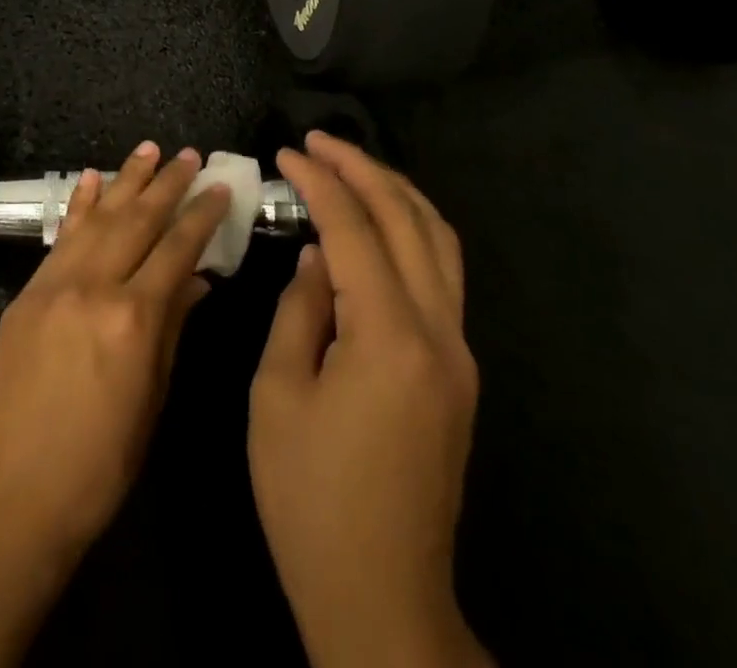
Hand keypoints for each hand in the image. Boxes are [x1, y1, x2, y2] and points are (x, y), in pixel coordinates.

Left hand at [0, 141, 231, 562]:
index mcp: (134, 318)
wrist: (13, 495)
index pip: (176, 250)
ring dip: (125, 180)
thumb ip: (173, 329)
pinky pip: (60, 237)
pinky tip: (90, 178)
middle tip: (187, 155)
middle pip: (138, 221)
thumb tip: (198, 280)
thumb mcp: (151, 399)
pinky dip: (78, 205)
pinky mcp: (26, 293)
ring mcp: (54, 285)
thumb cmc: (99, 464)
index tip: (218, 187)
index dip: (200, 216)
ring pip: (98, 218)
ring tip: (148, 149)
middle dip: (167, 184)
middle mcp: (94, 287)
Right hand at [249, 133, 489, 667]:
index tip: (286, 152)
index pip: (354, 229)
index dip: (319, 182)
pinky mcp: (458, 372)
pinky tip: (378, 225)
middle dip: (363, 169)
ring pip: (440, 242)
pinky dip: (411, 231)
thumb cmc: (310, 497)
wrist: (382, 595)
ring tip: (352, 166)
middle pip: (409, 221)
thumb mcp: (278, 394)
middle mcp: (438, 333)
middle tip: (319, 141)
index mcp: (388, 338)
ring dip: (396, 193)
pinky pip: (442, 276)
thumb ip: (300, 311)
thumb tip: (317, 258)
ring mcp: (458, 353)